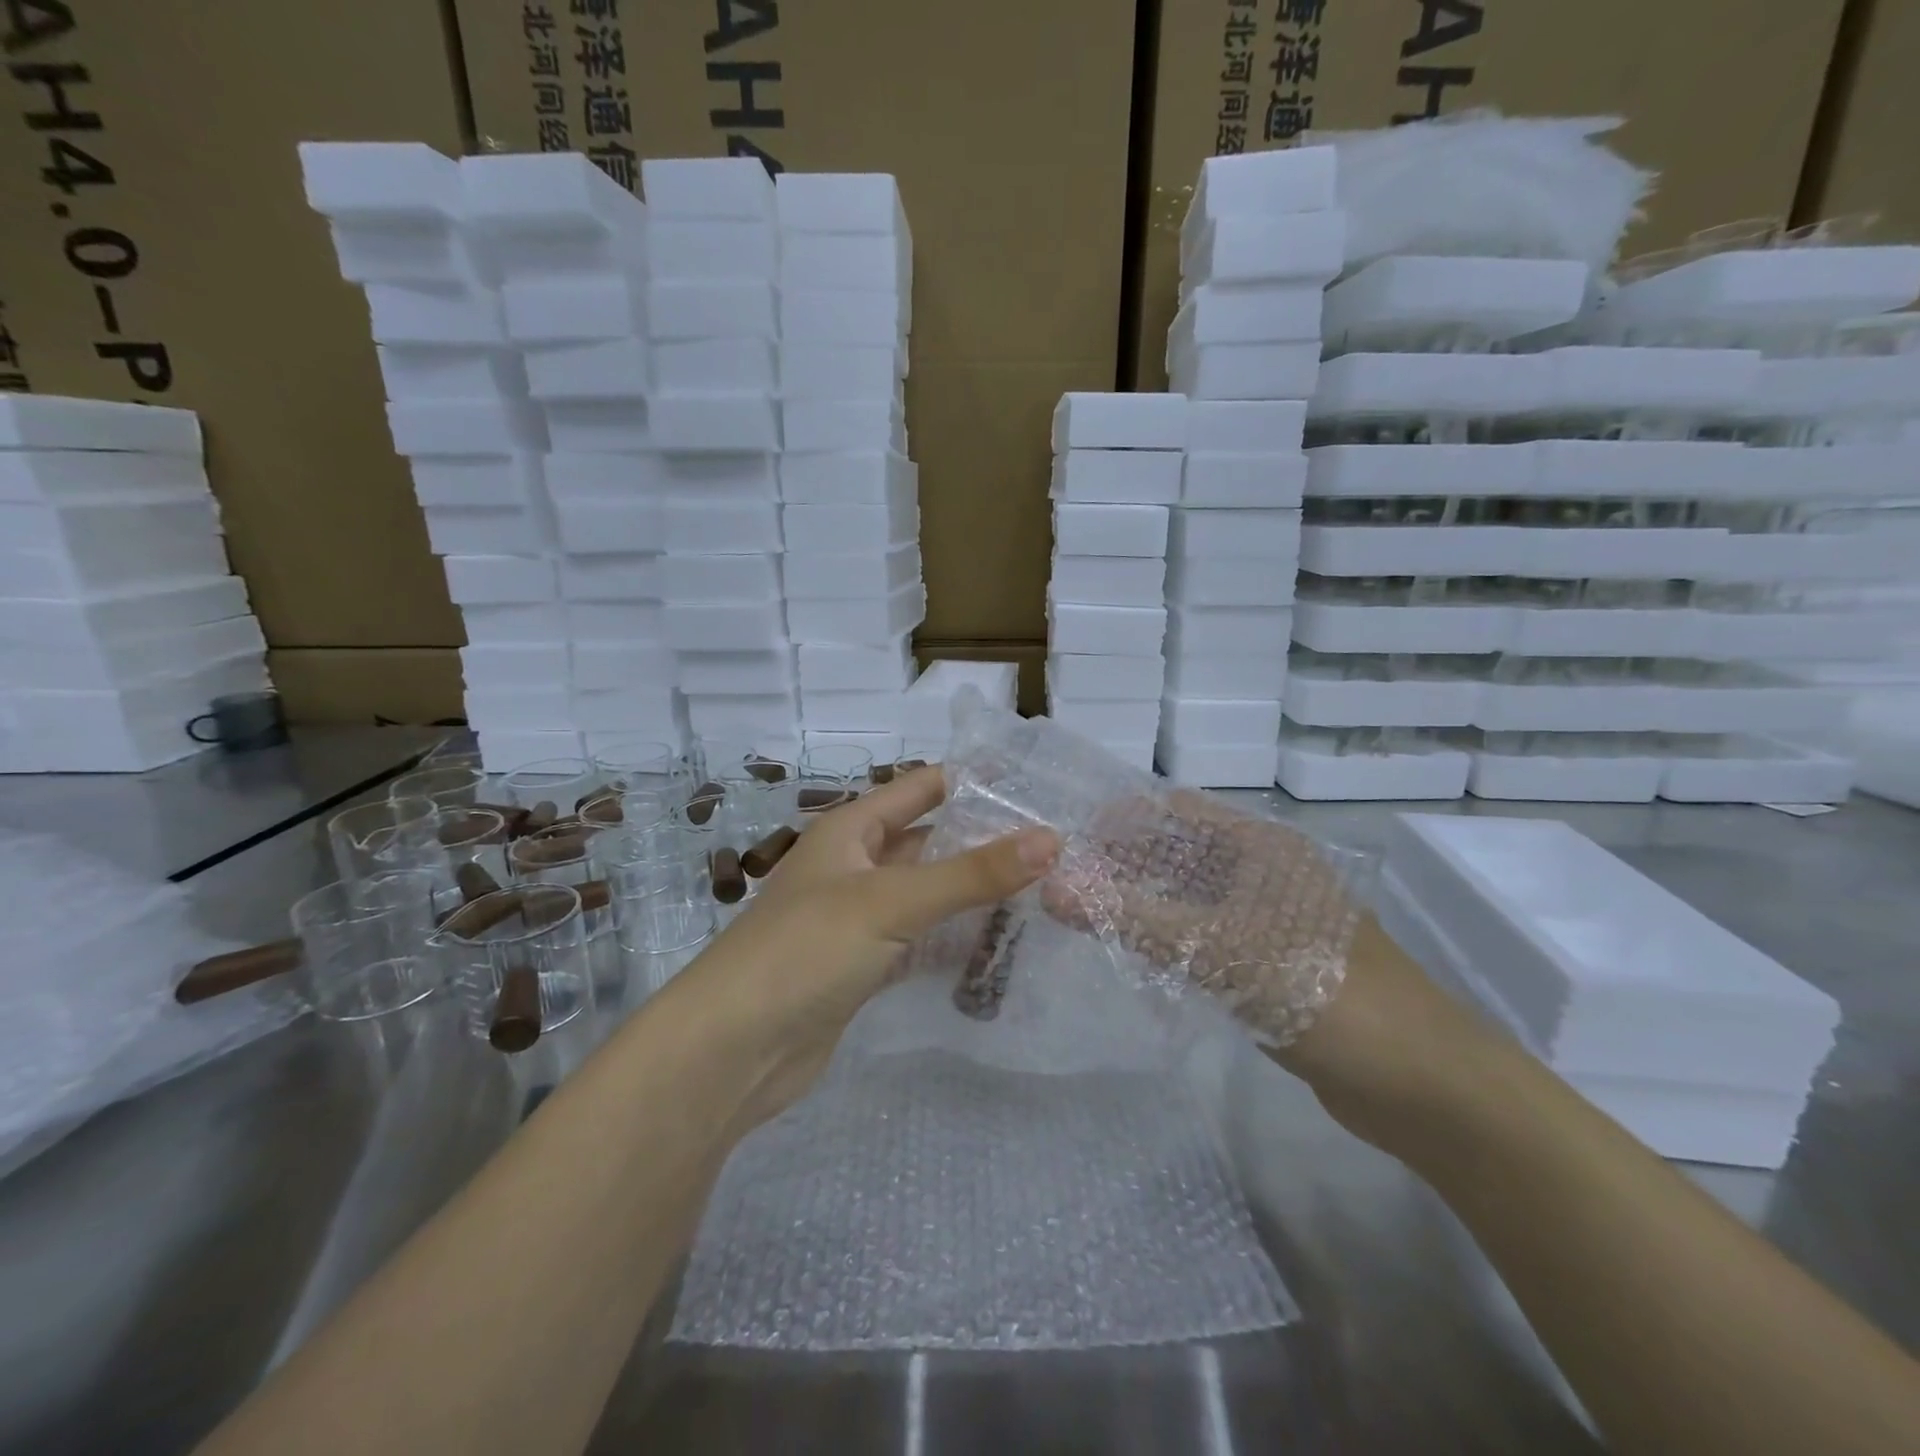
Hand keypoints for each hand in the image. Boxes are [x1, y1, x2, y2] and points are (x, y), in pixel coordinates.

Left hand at [662, 766, 1060, 1128]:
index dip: (972, 781)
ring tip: (1043, 892)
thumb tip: (1051, 838)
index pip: (921, 788)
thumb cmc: (806, 950)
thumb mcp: (891, 901)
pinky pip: (917, 941)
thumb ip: (972, 873)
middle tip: (1055, 846)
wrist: (731, 1051)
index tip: (1036, 783)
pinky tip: (997, 946)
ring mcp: (856, 920)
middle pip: (928, 843)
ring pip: (926, 895)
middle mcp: (853, 867)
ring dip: (971, 894)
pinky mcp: (860, 968)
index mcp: (850, 830)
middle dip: (983, 842)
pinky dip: (951, 940)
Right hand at [1041, 787, 1364, 1047]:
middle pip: (1181, 854)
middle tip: (1063, 881)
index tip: (1067, 840)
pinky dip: (1168, 939)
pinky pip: (1205, 938)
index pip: (1177, 812)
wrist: (1419, 1082)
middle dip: (1125, 863)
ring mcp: (1269, 920)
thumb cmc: (1319, 992)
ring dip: (1143, 903)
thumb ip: (1131, 919)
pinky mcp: (1270, 964)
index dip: (1122, 819)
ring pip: (1191, 899)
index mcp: (1262, 847)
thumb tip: (1051, 891)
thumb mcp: (1217, 949)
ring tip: (1083, 913)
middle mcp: (1265, 873)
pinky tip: (1131, 953)